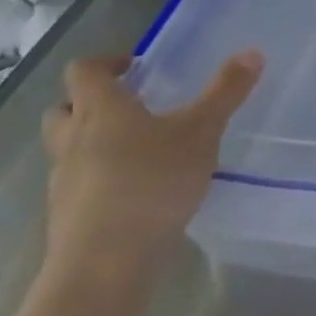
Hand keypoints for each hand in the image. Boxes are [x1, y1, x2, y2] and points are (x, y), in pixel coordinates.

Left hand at [41, 51, 262, 277]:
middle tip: (130, 106)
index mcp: (100, 109)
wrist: (104, 263)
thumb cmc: (153, 182)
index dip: (106, 62)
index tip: (135, 66)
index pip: (83, 71)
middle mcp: (72, 139)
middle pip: (64, 109)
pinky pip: (78, 185)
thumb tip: (252, 52)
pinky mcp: (66, 216)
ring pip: (67, 149)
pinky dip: (99, 179)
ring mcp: (64, 180)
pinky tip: (135, 192)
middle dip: (90, 102)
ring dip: (92, 142)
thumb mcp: (202, 131)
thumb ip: (226, 92)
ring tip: (138, 150)